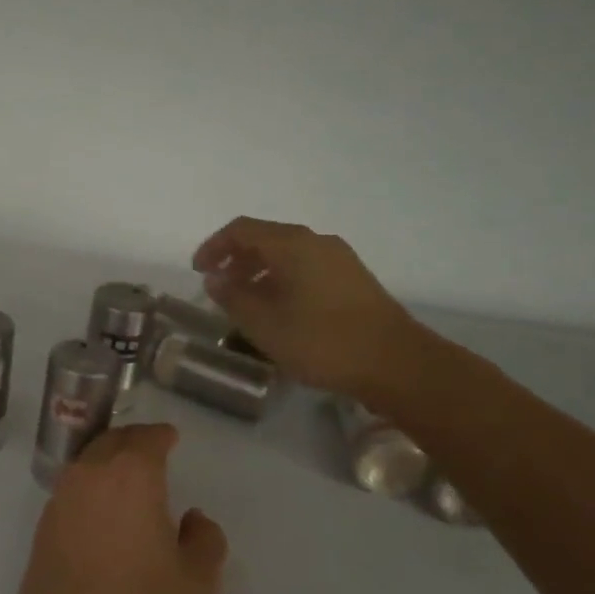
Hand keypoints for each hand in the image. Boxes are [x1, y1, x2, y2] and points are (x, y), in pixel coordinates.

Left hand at [13, 423, 227, 593]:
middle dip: (133, 442)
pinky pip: (71, 493)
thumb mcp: (197, 583)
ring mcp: (59, 502)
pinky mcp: (41, 530)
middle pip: (111, 442)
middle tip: (151, 451)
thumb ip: (204, 540)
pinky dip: (89, 491)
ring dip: (107, 463)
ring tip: (128, 481)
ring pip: (86, 465)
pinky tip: (102, 514)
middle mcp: (89, 477)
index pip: (146, 438)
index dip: (161, 435)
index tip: (171, 438)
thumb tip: (194, 519)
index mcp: (130, 476)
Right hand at [193, 216, 423, 396]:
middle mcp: (316, 242)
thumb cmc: (321, 341)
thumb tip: (215, 279)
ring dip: (259, 271)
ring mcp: (339, 259)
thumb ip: (233, 297)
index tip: (198, 271)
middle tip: (218, 286)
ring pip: (287, 254)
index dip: (214, 247)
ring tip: (245, 302)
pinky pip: (306, 268)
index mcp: (292, 244)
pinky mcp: (353, 279)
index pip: (241, 230)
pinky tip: (279, 310)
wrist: (396, 363)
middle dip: (236, 259)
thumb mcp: (264, 324)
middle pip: (266, 238)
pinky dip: (282, 280)